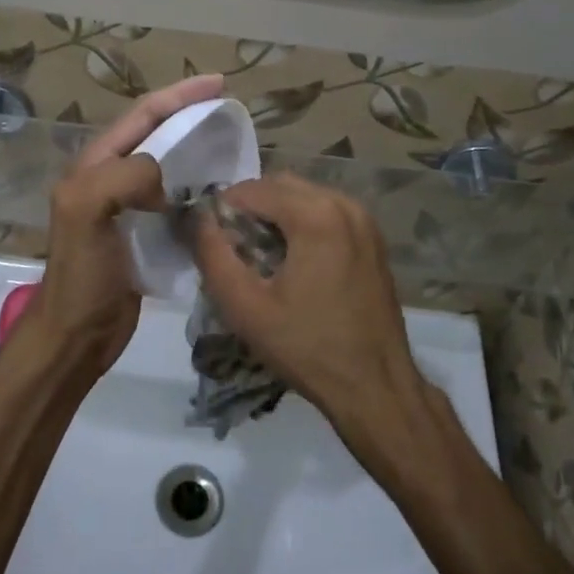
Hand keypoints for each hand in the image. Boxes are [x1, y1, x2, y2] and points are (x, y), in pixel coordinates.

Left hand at [25, 74, 224, 375]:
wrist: (77, 335)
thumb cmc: (81, 274)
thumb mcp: (86, 212)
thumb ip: (122, 177)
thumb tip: (165, 177)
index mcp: (95, 164)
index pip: (142, 115)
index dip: (179, 95)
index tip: (219, 84)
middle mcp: (111, 178)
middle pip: (157, 135)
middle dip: (191, 116)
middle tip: (231, 113)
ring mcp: (128, 207)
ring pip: (169, 166)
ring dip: (198, 151)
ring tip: (234, 148)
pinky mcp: (145, 234)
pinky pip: (176, 200)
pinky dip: (199, 189)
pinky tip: (224, 194)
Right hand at [189, 174, 425, 431]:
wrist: (375, 387)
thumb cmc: (307, 347)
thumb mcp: (245, 307)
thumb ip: (213, 254)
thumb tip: (198, 218)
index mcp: (316, 214)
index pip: (252, 189)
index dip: (222, 210)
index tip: (210, 242)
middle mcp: (344, 204)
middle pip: (279, 186)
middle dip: (250, 209)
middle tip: (232, 249)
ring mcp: (364, 219)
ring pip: (303, 197)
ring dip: (275, 215)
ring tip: (259, 257)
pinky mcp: (372, 238)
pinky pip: (326, 212)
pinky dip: (302, 223)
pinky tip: (292, 262)